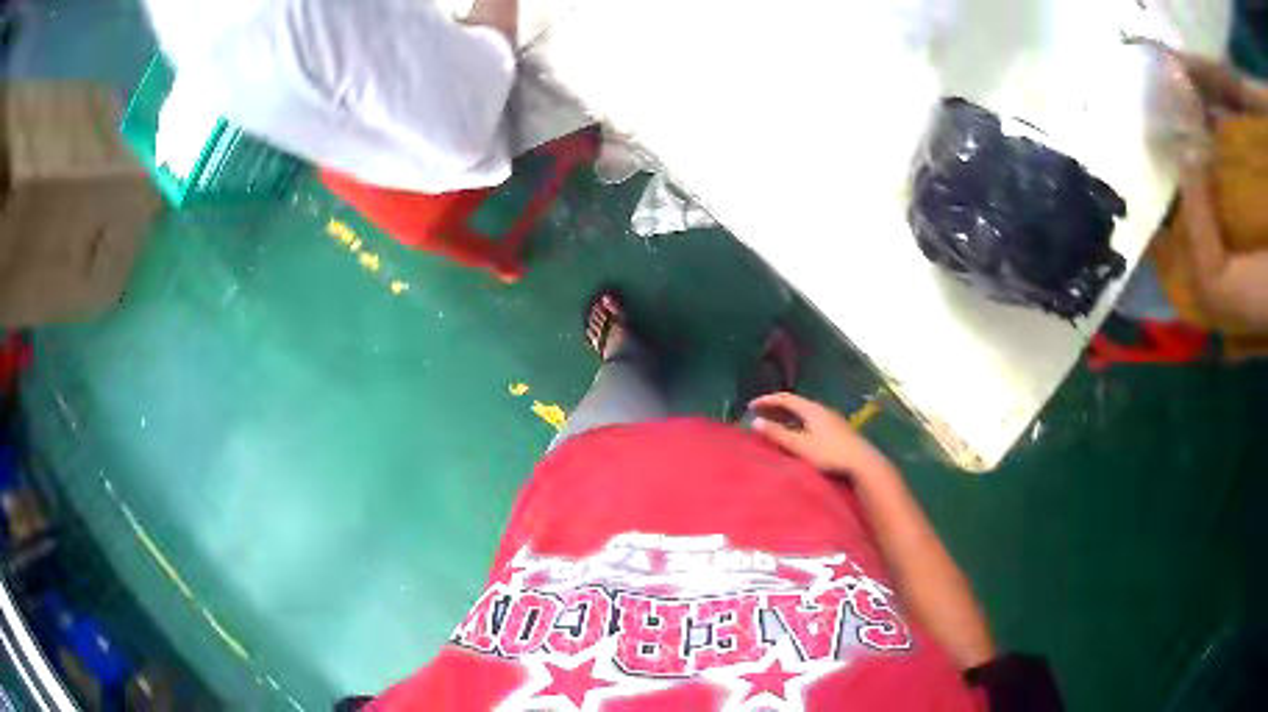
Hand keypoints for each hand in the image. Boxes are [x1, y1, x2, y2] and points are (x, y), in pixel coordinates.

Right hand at [749, 392, 893, 481]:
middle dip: (775, 408)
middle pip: (794, 404)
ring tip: (773, 426)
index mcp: (811, 409)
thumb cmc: (829, 453)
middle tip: (759, 415)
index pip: (785, 398)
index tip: (750, 406)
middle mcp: (821, 409)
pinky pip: (810, 421)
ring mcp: (830, 419)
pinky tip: (794, 437)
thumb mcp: (800, 445)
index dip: (766, 401)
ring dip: (786, 417)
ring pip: (803, 413)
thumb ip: (777, 434)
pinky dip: (796, 424)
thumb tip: (755, 423)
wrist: (862, 462)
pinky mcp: (835, 430)